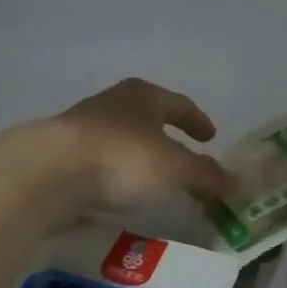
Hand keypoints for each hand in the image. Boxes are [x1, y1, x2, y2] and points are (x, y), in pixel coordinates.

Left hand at [34, 78, 232, 216]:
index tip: (210, 137)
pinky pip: (99, 161)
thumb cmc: (123, 158)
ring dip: (138, 156)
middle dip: (166, 137)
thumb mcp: (174, 169)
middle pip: (147, 117)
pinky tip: (118, 191)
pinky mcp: (61, 153)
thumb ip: (205, 175)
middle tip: (183, 157)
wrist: (50, 172)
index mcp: (143, 96)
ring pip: (121, 138)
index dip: (197, 121)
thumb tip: (236, 184)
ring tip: (151, 179)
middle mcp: (112, 103)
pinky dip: (115, 173)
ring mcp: (82, 126)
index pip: (179, 104)